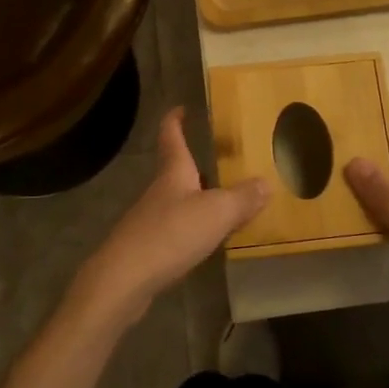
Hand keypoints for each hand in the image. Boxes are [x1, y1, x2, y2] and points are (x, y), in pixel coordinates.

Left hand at [72, 108, 266, 328]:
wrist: (123, 280)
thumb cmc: (170, 234)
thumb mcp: (216, 213)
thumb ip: (242, 198)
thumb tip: (266, 182)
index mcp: (174, 172)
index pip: (172, 136)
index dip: (176, 119)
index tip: (182, 107)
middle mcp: (160, 191)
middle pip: (177, 170)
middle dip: (196, 163)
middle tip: (223, 160)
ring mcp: (150, 219)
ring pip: (178, 200)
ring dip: (198, 197)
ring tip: (224, 200)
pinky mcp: (147, 248)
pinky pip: (176, 228)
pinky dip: (193, 227)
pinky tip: (207, 240)